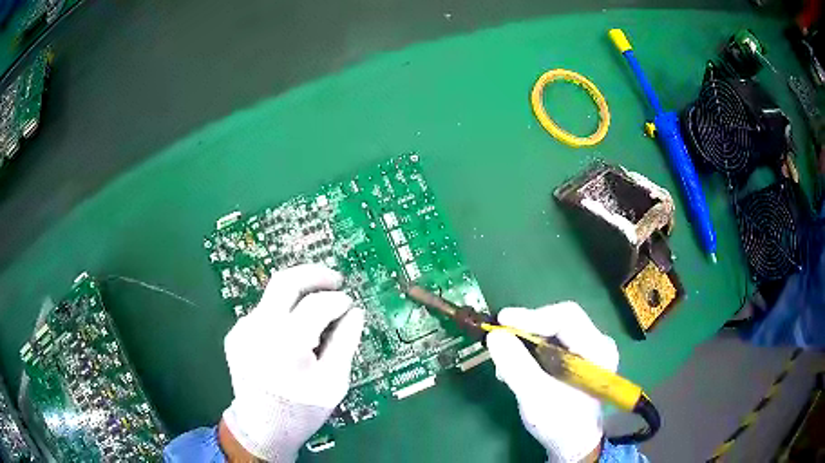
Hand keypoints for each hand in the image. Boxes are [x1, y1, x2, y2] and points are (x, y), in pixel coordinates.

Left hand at [220, 264, 364, 461]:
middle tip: (336, 280)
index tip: (351, 304)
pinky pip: (263, 313)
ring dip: (299, 295)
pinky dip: (283, 313)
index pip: (316, 304)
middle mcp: (258, 328)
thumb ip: (345, 342)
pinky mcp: (235, 334)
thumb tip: (355, 311)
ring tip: (318, 311)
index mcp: (286, 343)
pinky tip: (294, 331)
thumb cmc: (302, 410)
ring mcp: (242, 329)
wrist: (261, 429)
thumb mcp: (334, 382)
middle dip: (315, 274)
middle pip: (286, 281)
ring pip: (273, 296)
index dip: (338, 300)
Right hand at [486, 302, 618, 462]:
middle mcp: (597, 342)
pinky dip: (529, 352)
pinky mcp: (576, 359)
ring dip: (525, 343)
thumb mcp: (536, 396)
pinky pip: (550, 344)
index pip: (566, 318)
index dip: (532, 316)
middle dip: (527, 330)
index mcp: (598, 349)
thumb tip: (494, 334)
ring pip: (552, 332)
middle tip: (500, 340)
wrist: (572, 443)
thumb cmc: (560, 423)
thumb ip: (516, 365)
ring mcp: (587, 350)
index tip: (502, 321)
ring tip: (505, 364)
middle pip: (558, 322)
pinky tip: (515, 369)